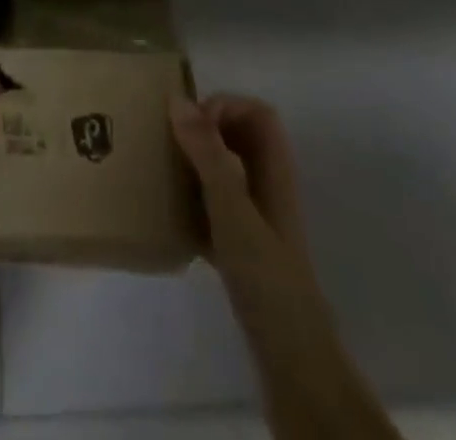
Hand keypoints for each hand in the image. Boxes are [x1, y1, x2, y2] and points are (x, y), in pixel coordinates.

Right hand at [169, 92, 313, 290]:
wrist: (290, 357)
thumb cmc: (265, 274)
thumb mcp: (232, 208)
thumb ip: (207, 153)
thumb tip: (178, 99)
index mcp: (275, 169)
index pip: (257, 113)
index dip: (226, 106)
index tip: (191, 124)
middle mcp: (269, 186)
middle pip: (240, 138)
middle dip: (205, 131)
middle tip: (171, 142)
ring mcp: (258, 218)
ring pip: (227, 171)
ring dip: (197, 163)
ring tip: (164, 171)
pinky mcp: (244, 248)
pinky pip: (217, 207)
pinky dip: (195, 201)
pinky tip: (172, 216)